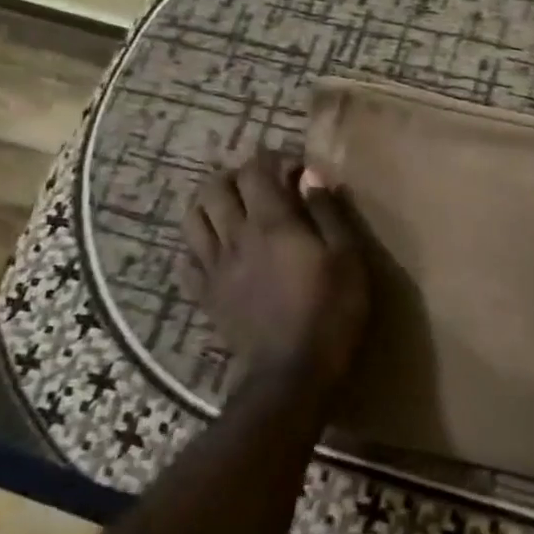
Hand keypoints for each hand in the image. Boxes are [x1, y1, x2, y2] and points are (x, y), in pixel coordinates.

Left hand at [176, 150, 371, 397]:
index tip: (298, 170)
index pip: (256, 170)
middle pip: (214, 187)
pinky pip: (186, 260)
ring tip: (233, 210)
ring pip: (192, 218)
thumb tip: (311, 177)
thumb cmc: (330, 312)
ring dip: (210, 204)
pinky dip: (197, 246)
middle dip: (236, 175)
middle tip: (262, 185)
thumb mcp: (347, 258)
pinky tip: (217, 251)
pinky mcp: (205, 295)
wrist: (291, 374)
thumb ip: (328, 212)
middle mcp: (235, 236)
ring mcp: (214, 267)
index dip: (275, 159)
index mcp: (271, 222)